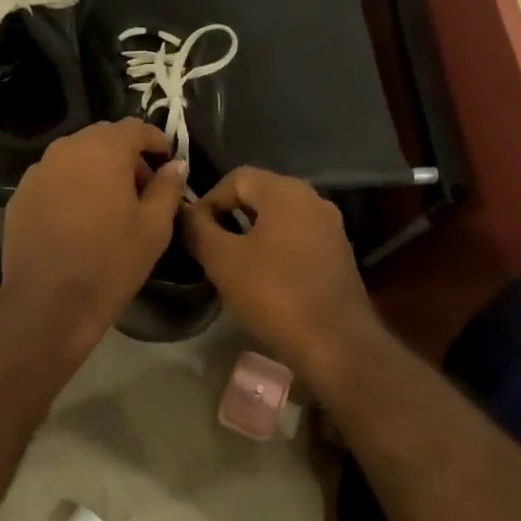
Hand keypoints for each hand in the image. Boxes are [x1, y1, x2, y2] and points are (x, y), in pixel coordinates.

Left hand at [0, 119, 187, 344]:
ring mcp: (37, 172)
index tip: (168, 163)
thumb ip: (167, 188)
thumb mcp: (154, 228)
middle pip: (102, 138)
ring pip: (74, 157)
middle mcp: (66, 149)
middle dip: (125, 155)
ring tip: (108, 205)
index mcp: (103, 150)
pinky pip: (53, 179)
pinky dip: (70, 187)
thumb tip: (176, 165)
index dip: (156, 141)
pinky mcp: (19, 196)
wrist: (48, 303)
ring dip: (96, 170)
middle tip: (141, 188)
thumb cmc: (110, 262)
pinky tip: (77, 219)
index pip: (135, 128)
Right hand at [183, 166, 384, 382]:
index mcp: (286, 191)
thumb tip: (182, 212)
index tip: (194, 233)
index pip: (235, 178)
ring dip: (250, 235)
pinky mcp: (337, 254)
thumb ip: (197, 229)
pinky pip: (295, 238)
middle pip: (259, 195)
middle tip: (208, 249)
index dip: (207, 200)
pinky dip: (273, 249)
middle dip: (228, 217)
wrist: (336, 343)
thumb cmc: (274, 294)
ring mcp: (330, 227)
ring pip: (277, 218)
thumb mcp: (222, 260)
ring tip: (231, 265)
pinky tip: (262, 278)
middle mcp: (313, 199)